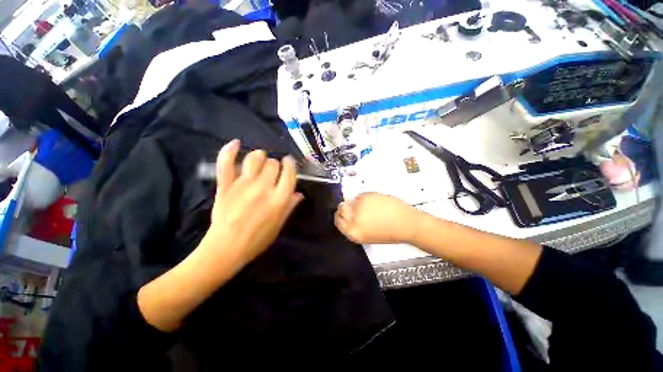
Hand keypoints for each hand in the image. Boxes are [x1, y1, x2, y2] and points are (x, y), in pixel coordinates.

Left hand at [202, 139, 303, 267]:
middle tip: (273, 170)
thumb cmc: (257, 240)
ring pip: (254, 158)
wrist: (226, 249)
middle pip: (273, 164)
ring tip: (260, 160)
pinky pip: (225, 163)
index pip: (289, 174)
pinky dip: (229, 150)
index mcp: (279, 200)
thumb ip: (290, 206)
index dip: (290, 165)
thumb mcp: (279, 225)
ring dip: (259, 156)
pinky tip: (236, 143)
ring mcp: (243, 186)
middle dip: (275, 164)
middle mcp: (263, 189)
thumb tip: (299, 193)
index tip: (289, 162)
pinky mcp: (225, 186)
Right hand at [334, 192, 421, 244]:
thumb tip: (347, 215)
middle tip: (356, 208)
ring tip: (371, 207)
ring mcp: (359, 206)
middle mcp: (353, 219)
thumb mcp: (367, 236)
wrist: (406, 224)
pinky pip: (361, 195)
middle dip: (346, 207)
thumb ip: (354, 226)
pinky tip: (376, 203)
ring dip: (358, 202)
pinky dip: (366, 198)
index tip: (344, 214)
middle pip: (341, 208)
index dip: (340, 216)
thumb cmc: (388, 233)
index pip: (337, 221)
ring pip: (351, 200)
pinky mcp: (366, 196)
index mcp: (353, 232)